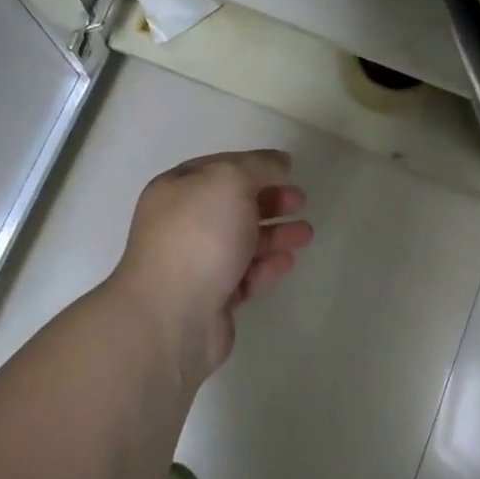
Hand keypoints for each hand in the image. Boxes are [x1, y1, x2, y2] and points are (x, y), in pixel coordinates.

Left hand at [111, 150, 313, 385]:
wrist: (172, 315)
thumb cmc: (199, 236)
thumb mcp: (229, 181)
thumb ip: (257, 166)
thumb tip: (278, 162)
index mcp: (175, 190)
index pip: (218, 168)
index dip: (253, 165)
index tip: (287, 169)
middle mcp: (180, 224)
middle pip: (231, 205)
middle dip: (268, 200)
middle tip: (300, 200)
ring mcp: (194, 264)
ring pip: (241, 241)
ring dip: (274, 233)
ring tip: (306, 233)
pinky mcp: (210, 299)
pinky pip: (243, 275)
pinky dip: (266, 266)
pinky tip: (289, 260)